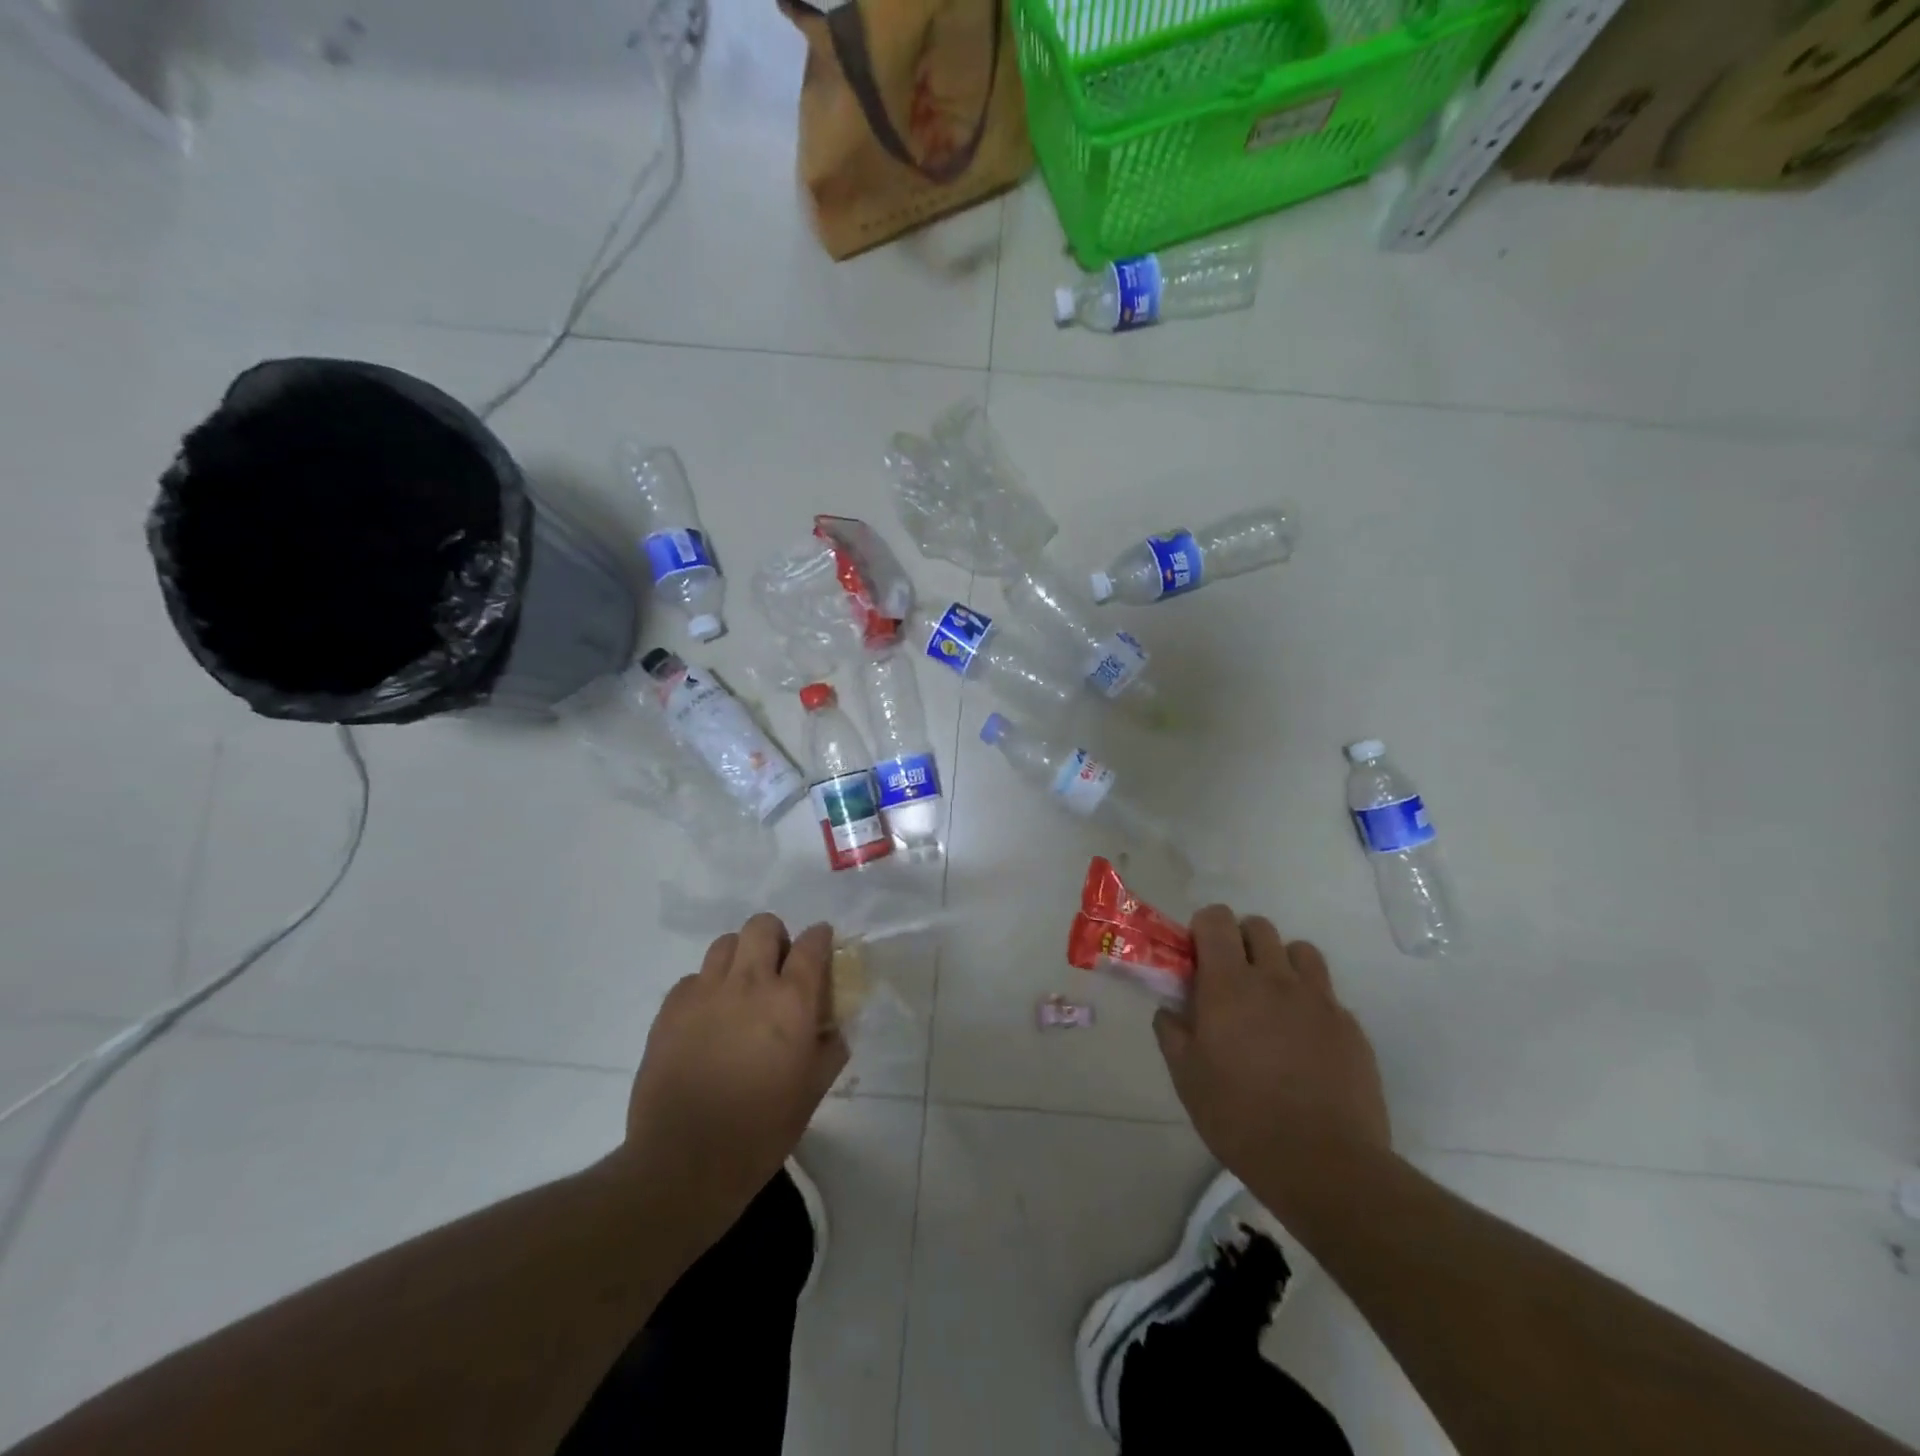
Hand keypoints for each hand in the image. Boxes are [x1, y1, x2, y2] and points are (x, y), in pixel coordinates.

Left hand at [619, 915, 848, 1235]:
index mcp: (791, 1001)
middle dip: (775, 937)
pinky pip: (692, 978)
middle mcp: (749, 983)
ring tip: (740, 988)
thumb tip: (831, 1026)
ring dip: (740, 956)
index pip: (811, 944)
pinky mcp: (670, 1009)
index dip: (820, 937)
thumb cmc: (762, 1130)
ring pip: (725, 944)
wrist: (685, 1162)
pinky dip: (706, 988)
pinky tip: (708, 1019)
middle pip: (762, 926)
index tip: (821, 944)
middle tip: (777, 966)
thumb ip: (830, 1047)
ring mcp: (705, 992)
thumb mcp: (814, 1090)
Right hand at [1154, 906, 1388, 1214]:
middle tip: (1232, 980)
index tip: (1197, 958)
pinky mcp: (1351, 1027)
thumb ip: (1172, 1033)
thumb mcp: (1187, 1078)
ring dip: (1281, 963)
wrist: (1325, 1165)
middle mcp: (1276, 979)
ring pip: (1300, 952)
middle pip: (1259, 927)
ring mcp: (1319, 1000)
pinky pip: (1327, 995)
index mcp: (1229, 984)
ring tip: (1273, 1001)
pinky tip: (1304, 1042)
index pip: (1216, 919)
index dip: (1203, 928)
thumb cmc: (1241, 1118)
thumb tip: (1170, 1010)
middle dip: (1240, 941)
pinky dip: (1310, 1003)